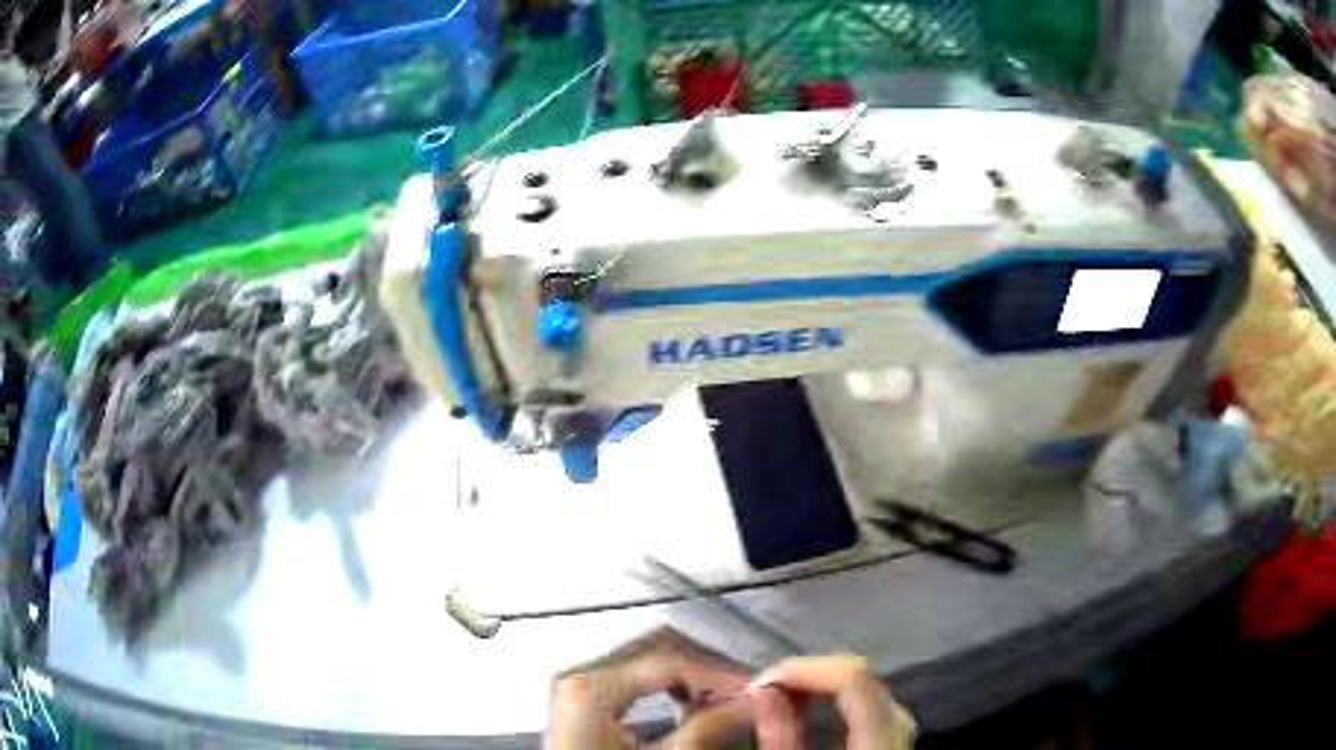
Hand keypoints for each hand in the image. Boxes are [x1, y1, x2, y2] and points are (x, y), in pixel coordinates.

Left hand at [547, 628, 755, 748]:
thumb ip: (706, 730)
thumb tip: (750, 702)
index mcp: (589, 685)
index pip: (670, 658)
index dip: (720, 672)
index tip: (754, 689)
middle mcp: (577, 675)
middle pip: (657, 647)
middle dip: (708, 666)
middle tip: (744, 691)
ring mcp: (576, 685)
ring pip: (647, 658)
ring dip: (690, 675)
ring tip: (723, 701)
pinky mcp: (582, 700)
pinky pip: (632, 676)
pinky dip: (667, 686)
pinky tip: (688, 707)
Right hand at [747, 655, 915, 749]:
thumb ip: (779, 736)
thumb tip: (759, 688)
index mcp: (878, 741)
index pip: (853, 680)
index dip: (806, 669)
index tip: (764, 678)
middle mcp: (900, 729)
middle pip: (867, 679)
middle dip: (816, 673)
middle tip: (771, 685)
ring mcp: (903, 735)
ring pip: (874, 690)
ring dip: (829, 683)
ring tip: (788, 692)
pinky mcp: (895, 742)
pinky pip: (876, 707)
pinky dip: (844, 699)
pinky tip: (817, 706)